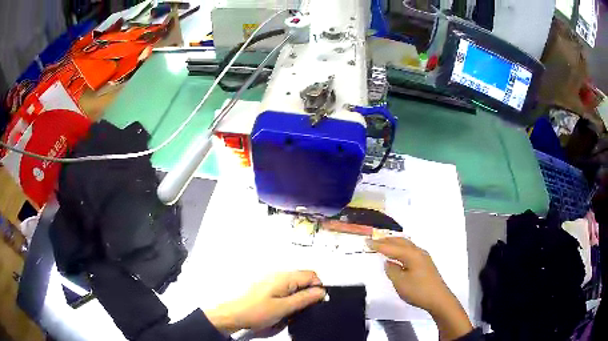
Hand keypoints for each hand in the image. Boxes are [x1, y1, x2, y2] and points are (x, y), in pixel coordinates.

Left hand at [205, 271, 325, 334]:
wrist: (236, 314)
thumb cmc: (255, 311)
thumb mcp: (285, 308)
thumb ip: (305, 298)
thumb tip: (321, 292)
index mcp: (284, 277)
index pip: (312, 275)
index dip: (318, 288)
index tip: (316, 301)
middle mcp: (279, 275)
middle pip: (304, 278)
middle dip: (309, 292)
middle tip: (303, 307)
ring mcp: (273, 280)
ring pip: (296, 284)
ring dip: (299, 295)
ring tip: (292, 309)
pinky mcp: (269, 286)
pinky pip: (287, 288)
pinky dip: (290, 296)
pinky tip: (284, 307)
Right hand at [367, 237, 471, 339]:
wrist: (438, 298)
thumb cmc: (418, 290)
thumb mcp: (400, 282)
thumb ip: (392, 270)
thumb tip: (389, 262)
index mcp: (411, 255)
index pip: (391, 247)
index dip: (378, 245)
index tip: (366, 241)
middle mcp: (418, 252)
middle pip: (401, 242)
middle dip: (387, 240)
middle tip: (374, 240)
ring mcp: (423, 257)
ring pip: (407, 245)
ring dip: (395, 243)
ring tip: (384, 244)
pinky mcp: (425, 263)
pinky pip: (410, 250)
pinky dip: (401, 249)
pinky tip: (398, 254)